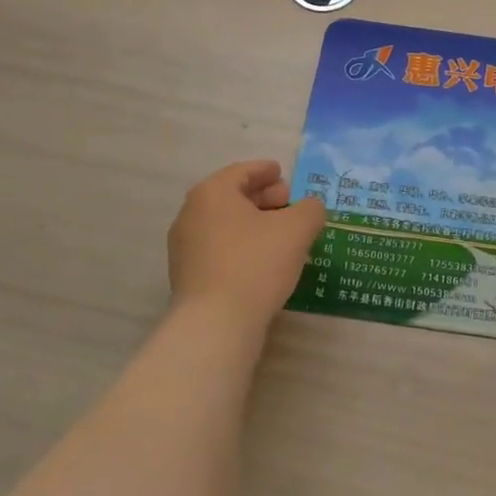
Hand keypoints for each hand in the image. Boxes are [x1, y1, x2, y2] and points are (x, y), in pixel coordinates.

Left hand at [167, 161, 328, 329]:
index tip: (281, 173)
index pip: (242, 171)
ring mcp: (184, 247)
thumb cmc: (256, 263)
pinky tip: (262, 260)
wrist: (215, 324)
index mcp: (213, 193)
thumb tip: (311, 207)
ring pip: (224, 224)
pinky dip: (241, 245)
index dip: (265, 171)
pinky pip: (218, 248)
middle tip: (287, 203)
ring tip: (280, 234)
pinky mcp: (187, 276)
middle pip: (231, 197)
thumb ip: (310, 209)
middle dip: (262, 197)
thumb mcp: (297, 229)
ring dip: (252, 223)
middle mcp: (191, 214)